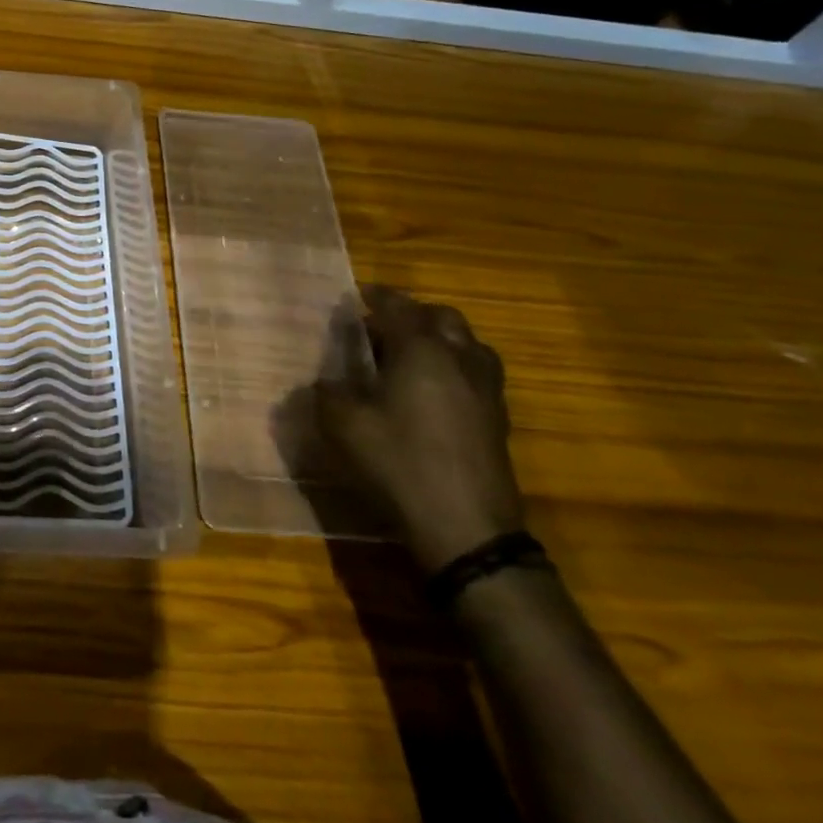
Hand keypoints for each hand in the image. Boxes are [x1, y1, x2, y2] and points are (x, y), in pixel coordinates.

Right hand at [316, 285, 524, 572]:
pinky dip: (453, 367)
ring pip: (467, 344)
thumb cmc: (399, 463)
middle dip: (412, 314)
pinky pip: (476, 373)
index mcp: (421, 350)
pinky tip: (432, 391)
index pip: (398, 306)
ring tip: (410, 355)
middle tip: (381, 327)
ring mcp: (486, 389)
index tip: (356, 295)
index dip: (375, 296)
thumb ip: (328, 393)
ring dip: (439, 339)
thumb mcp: (344, 425)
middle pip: (442, 317)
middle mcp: (459, 359)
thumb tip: (325, 381)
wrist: (466, 527)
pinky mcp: (497, 419)